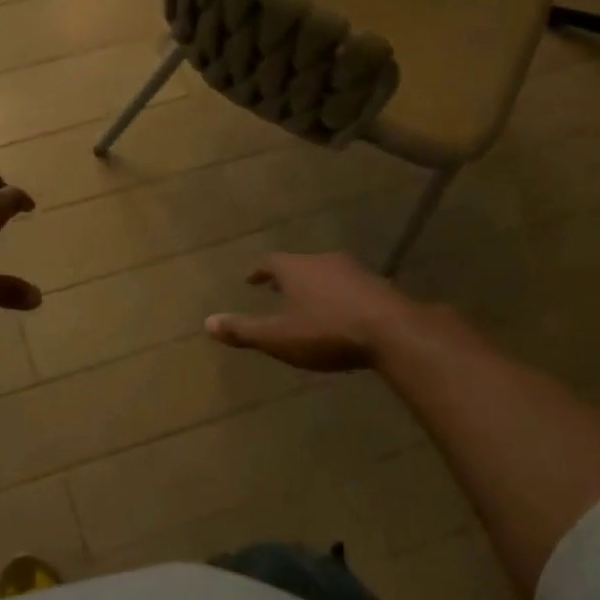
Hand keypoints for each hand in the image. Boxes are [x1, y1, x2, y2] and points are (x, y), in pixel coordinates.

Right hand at [205, 252, 426, 370]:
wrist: (392, 331)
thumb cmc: (326, 332)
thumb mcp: (278, 337)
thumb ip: (243, 330)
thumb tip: (207, 323)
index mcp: (296, 269)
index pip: (270, 262)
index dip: (259, 271)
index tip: (251, 279)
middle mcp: (323, 262)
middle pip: (299, 265)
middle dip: (287, 277)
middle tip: (276, 289)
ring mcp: (354, 272)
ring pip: (326, 274)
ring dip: (314, 285)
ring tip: (307, 301)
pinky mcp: (378, 286)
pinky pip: (349, 287)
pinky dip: (338, 296)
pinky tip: (341, 313)